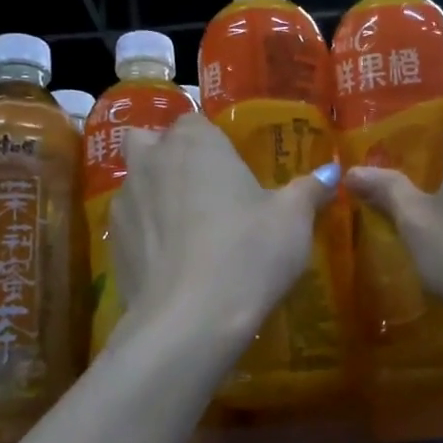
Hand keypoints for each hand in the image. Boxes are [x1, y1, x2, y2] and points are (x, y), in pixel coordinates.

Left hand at [110, 115, 337, 347]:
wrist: (190, 320)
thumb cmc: (249, 253)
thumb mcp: (293, 220)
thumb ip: (309, 189)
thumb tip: (330, 172)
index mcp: (194, 143)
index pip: (195, 121)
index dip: (212, 142)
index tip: (233, 168)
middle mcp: (150, 162)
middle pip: (150, 142)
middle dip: (169, 156)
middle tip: (203, 188)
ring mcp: (124, 203)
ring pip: (136, 184)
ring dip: (155, 195)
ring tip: (188, 230)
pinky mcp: (112, 245)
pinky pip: (129, 226)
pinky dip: (147, 234)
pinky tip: (173, 262)